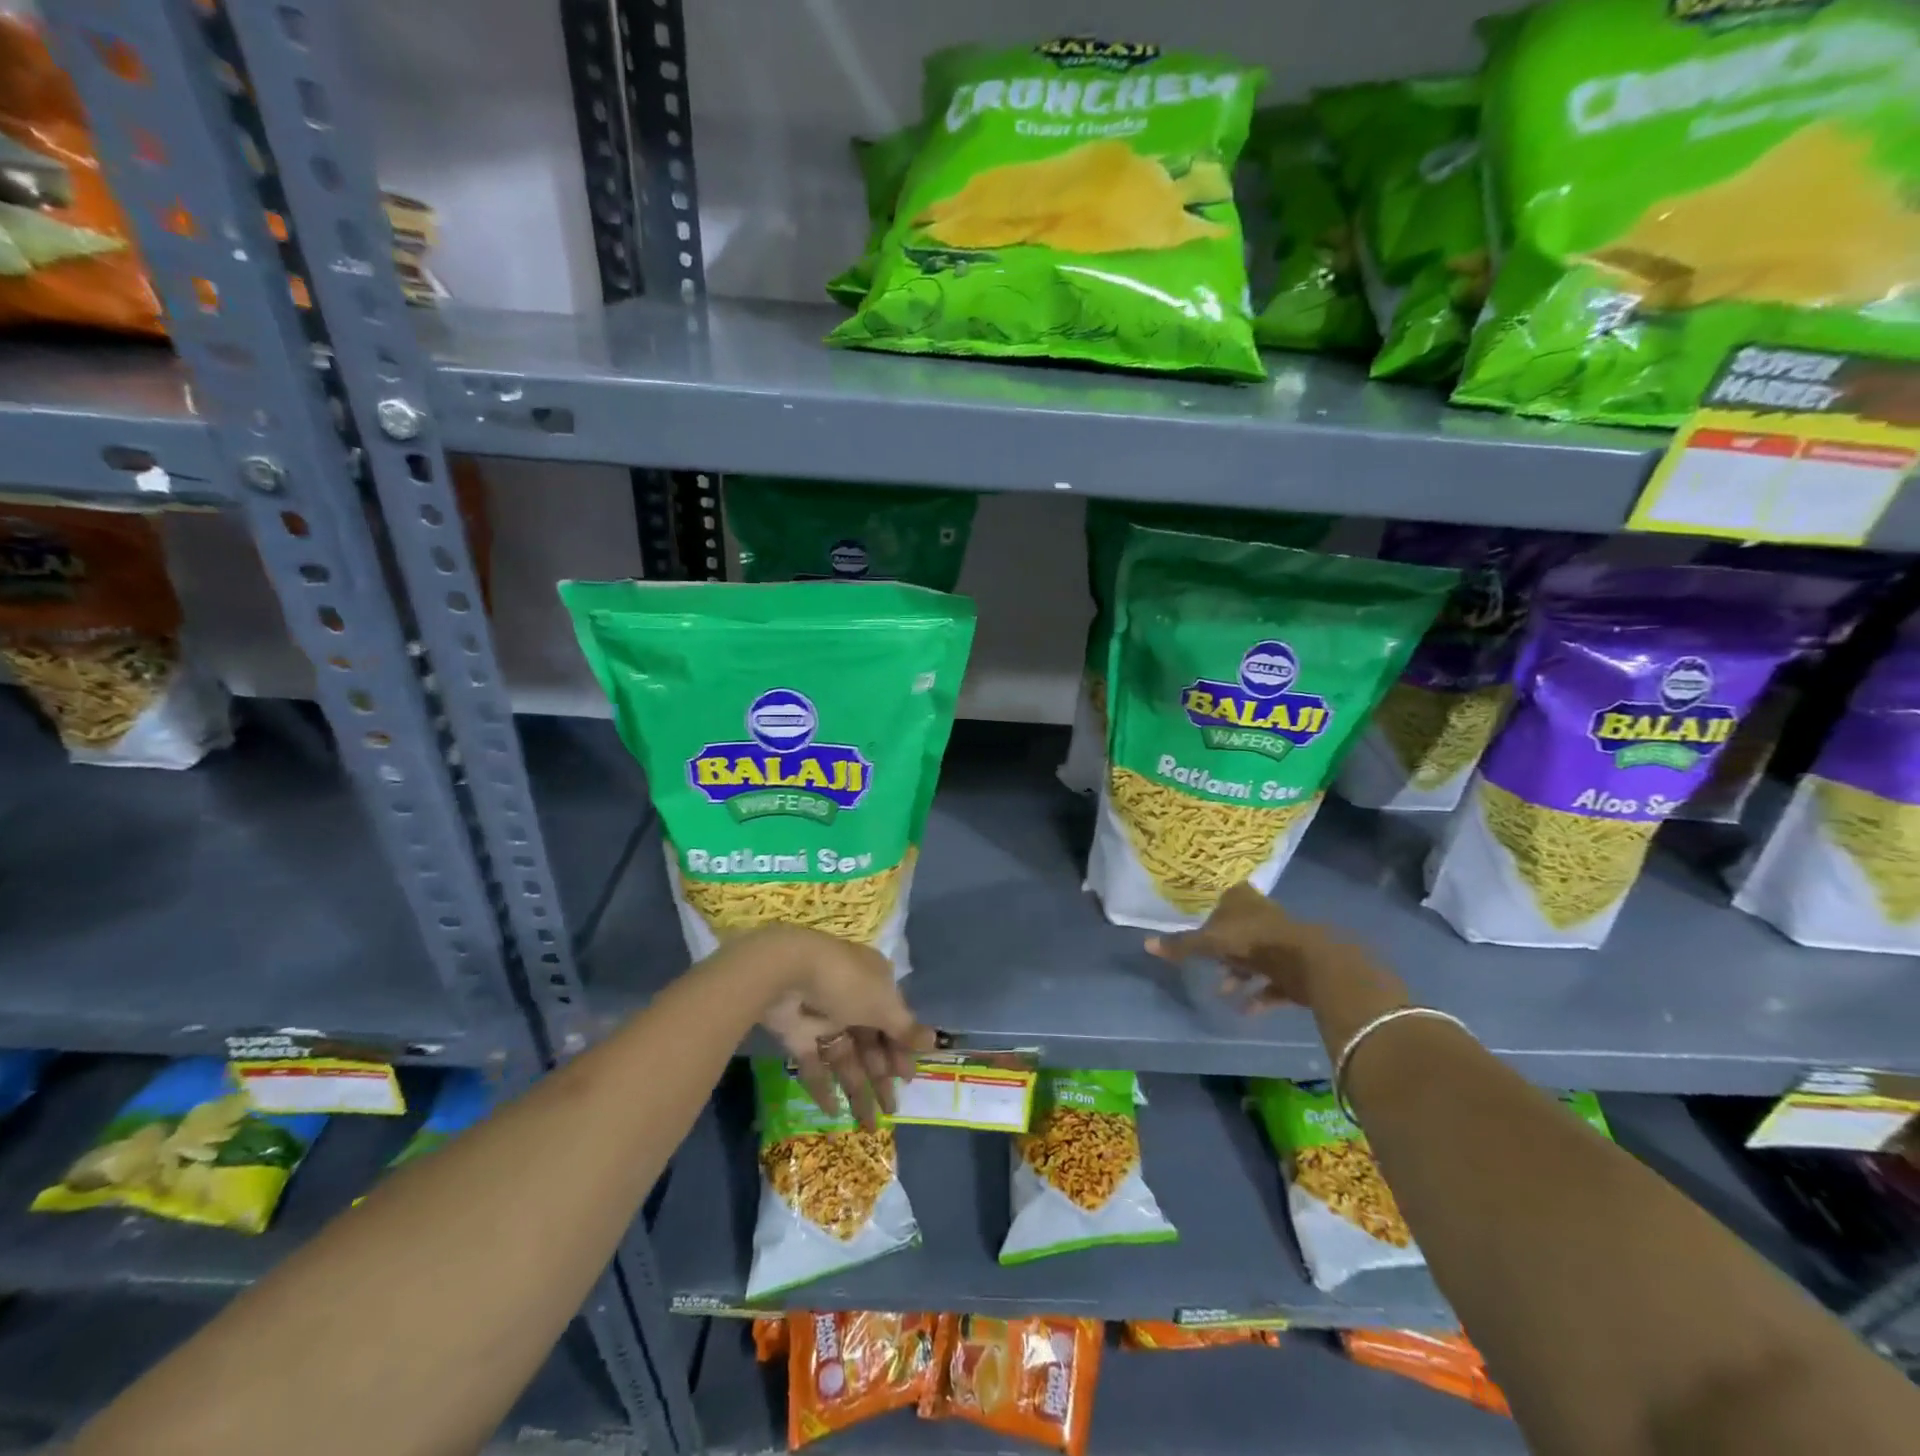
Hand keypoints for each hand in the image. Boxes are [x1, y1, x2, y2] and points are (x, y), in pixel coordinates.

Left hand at [744, 926, 935, 1129]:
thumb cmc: (847, 983)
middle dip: (882, 1076)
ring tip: (869, 1124)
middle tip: (892, 1110)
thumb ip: (905, 1028)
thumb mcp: (883, 1004)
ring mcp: (823, 1017)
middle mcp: (852, 999)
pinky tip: (833, 1112)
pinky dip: (823, 1086)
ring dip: (857, 1088)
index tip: (907, 1079)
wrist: (787, 973)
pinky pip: (814, 1062)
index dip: (902, 1050)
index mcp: (875, 984)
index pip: (894, 1019)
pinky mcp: (798, 1033)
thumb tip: (933, 1040)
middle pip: (871, 1042)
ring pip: (845, 1057)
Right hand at [1145, 882, 1400, 1012]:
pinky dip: (1258, 997)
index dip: (1214, 914)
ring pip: (1255, 958)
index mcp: (1243, 900)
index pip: (1226, 899)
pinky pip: (1272, 984)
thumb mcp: (1210, 943)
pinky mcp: (1296, 969)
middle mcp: (1263, 916)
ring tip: (1223, 992)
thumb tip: (1146, 944)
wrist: (1308, 961)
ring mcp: (1282, 942)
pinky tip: (1244, 1011)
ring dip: (1239, 976)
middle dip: (1224, 951)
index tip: (1202, 930)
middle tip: (1208, 965)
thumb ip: (1181, 945)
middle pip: (1239, 930)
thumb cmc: (1253, 940)